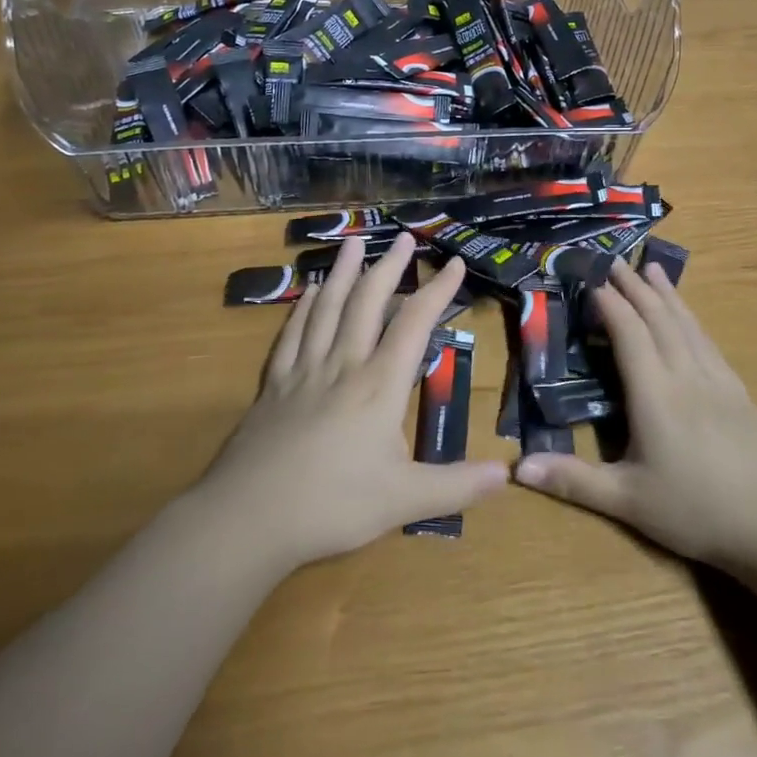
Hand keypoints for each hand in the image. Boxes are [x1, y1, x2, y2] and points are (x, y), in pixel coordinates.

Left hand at [195, 233, 507, 571]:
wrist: (248, 519)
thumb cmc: (332, 506)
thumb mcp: (404, 500)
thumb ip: (456, 486)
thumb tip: (508, 474)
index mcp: (379, 385)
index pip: (414, 324)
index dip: (437, 291)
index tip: (453, 263)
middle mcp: (343, 365)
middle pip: (367, 302)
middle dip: (389, 267)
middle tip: (403, 238)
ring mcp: (303, 371)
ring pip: (326, 308)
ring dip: (342, 272)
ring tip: (353, 242)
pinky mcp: (274, 385)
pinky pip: (291, 334)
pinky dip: (302, 308)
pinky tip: (306, 292)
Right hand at [513, 257, 756, 574]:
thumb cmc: (696, 511)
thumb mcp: (629, 501)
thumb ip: (574, 481)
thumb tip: (518, 467)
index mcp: (655, 394)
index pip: (629, 334)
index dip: (609, 304)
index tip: (591, 280)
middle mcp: (685, 374)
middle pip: (657, 318)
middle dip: (633, 286)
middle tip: (614, 260)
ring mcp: (716, 379)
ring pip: (686, 323)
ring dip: (665, 293)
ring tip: (651, 268)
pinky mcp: (738, 390)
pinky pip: (707, 340)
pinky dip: (691, 317)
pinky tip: (689, 316)